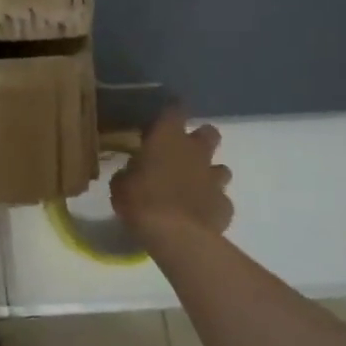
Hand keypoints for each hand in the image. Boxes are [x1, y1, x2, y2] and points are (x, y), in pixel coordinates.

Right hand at [110, 107, 233, 241]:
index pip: (175, 110)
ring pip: (221, 168)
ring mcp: (214, 179)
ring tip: (192, 188)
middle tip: (183, 152)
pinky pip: (221, 200)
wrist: (176, 236)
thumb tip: (132, 173)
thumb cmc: (141, 201)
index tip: (165, 116)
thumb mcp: (120, 184)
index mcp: (167, 139)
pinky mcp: (225, 205)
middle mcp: (196, 152)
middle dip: (200, 139)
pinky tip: (199, 214)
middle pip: (209, 133)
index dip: (172, 110)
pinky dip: (211, 205)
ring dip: (208, 174)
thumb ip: (129, 173)